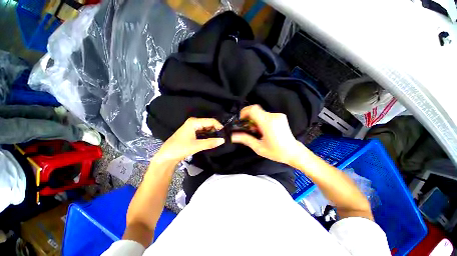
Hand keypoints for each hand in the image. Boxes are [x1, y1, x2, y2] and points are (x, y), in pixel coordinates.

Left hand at [153, 118, 224, 162]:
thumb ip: (210, 142)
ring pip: (207, 128)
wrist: (166, 156)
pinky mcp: (192, 133)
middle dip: (216, 130)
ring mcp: (193, 127)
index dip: (219, 126)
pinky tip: (212, 140)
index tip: (225, 134)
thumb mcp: (196, 146)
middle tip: (223, 138)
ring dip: (212, 133)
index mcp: (194, 122)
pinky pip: (203, 132)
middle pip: (209, 124)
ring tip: (219, 140)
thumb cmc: (179, 148)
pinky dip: (208, 136)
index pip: (211, 121)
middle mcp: (194, 122)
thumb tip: (223, 140)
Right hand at [231, 105, 303, 164]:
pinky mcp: (280, 116)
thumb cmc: (276, 152)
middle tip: (248, 128)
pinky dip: (261, 120)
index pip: (253, 109)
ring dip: (255, 120)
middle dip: (248, 118)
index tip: (241, 120)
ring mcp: (278, 115)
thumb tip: (232, 136)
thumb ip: (245, 139)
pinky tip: (263, 129)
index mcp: (268, 123)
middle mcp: (274, 116)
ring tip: (256, 131)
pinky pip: (266, 115)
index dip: (244, 112)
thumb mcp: (258, 147)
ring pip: (260, 113)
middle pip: (256, 110)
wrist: (294, 152)